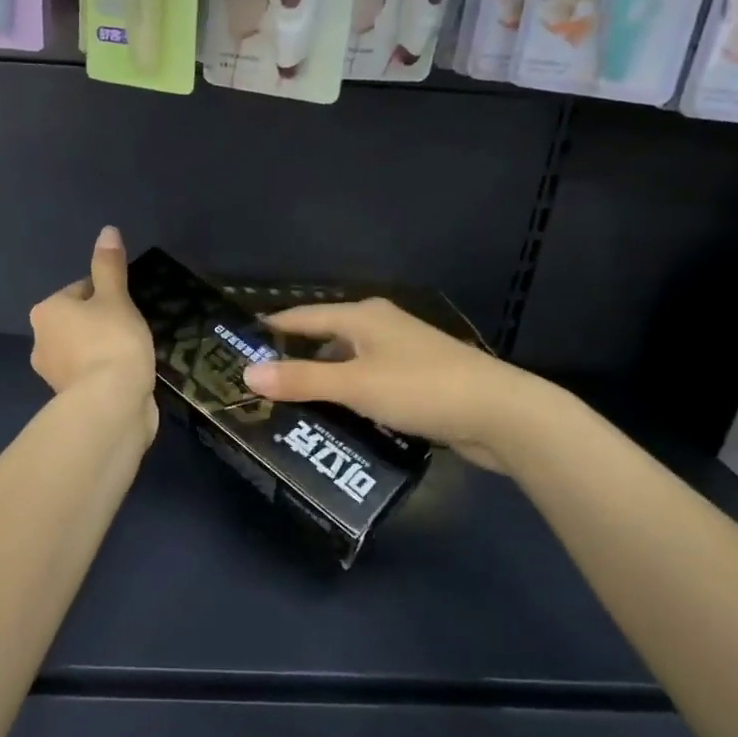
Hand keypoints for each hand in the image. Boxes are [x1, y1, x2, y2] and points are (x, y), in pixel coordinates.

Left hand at [28, 226, 155, 415]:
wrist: (111, 405)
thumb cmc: (112, 342)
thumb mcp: (116, 298)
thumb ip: (110, 266)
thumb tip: (107, 230)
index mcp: (46, 311)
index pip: (80, 290)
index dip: (108, 295)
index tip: (129, 308)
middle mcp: (40, 341)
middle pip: (79, 321)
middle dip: (103, 324)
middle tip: (133, 332)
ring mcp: (53, 374)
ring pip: (84, 349)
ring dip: (104, 350)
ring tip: (133, 356)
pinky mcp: (69, 399)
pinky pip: (90, 375)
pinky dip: (105, 374)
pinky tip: (126, 377)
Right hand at [242, 298, 549, 472]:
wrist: (501, 414)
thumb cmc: (421, 388)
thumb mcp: (354, 385)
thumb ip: (300, 379)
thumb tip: (246, 372)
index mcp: (362, 316)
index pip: (301, 317)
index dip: (269, 329)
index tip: (236, 344)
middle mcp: (379, 327)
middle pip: (323, 339)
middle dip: (291, 359)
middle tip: (255, 382)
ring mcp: (400, 354)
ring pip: (346, 364)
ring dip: (319, 382)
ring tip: (284, 405)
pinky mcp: (416, 381)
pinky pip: (366, 384)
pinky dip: (346, 396)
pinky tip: (332, 419)